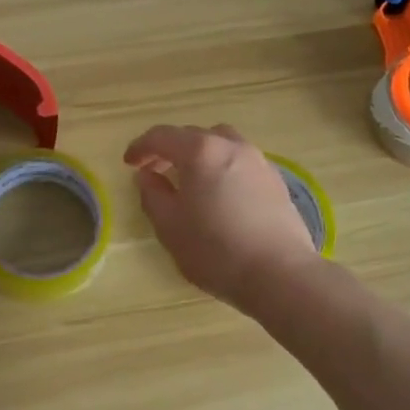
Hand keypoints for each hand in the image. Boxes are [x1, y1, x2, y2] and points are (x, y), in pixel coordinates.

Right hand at [123, 124, 319, 310]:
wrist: (280, 274)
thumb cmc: (216, 250)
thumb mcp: (170, 227)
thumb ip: (152, 195)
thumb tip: (147, 176)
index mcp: (201, 151)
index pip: (162, 136)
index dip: (141, 147)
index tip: (129, 163)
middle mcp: (231, 146)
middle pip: (193, 135)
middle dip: (169, 149)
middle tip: (155, 171)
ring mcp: (259, 161)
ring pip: (221, 143)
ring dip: (200, 154)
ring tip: (190, 179)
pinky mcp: (276, 180)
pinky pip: (241, 161)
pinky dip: (223, 167)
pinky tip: (220, 194)